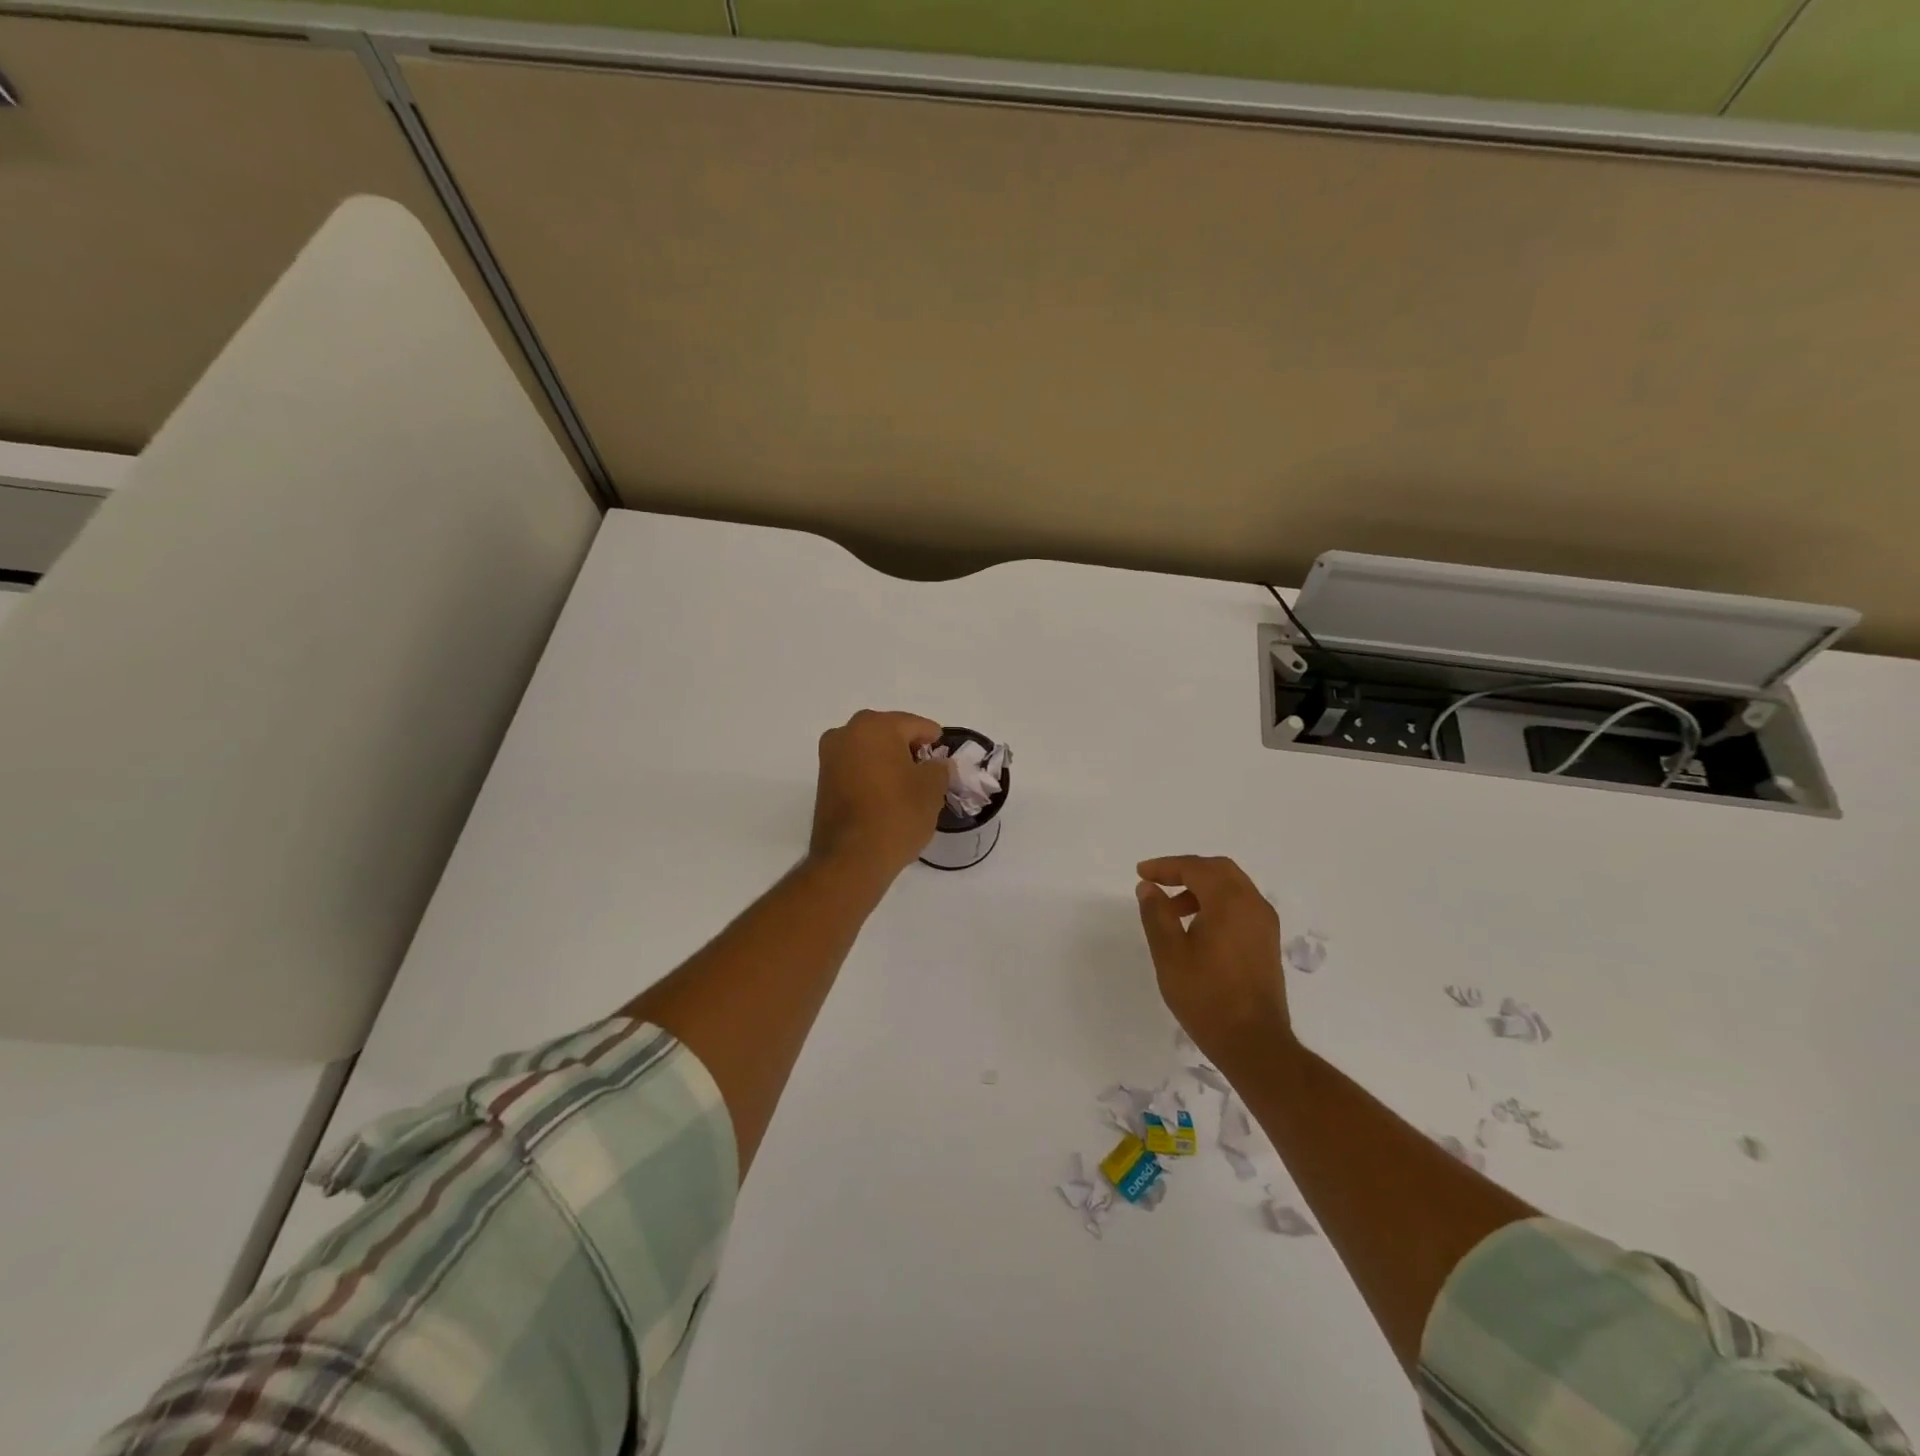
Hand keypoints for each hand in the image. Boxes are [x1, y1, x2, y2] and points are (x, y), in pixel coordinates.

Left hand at [809, 710, 950, 880]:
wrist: (851, 859)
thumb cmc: (896, 815)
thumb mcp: (932, 789)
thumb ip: (940, 768)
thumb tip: (937, 764)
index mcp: (875, 726)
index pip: (915, 725)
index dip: (934, 740)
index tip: (944, 758)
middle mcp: (846, 733)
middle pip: (889, 733)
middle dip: (909, 749)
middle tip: (928, 772)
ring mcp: (830, 757)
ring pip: (870, 750)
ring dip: (889, 762)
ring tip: (908, 787)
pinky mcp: (823, 781)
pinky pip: (856, 768)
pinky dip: (872, 775)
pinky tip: (887, 796)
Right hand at [1135, 855, 1291, 1062]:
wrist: (1254, 1043)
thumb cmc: (1206, 997)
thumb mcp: (1169, 954)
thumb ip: (1157, 914)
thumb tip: (1148, 887)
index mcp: (1230, 902)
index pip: (1195, 868)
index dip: (1166, 866)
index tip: (1141, 874)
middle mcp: (1253, 905)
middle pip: (1218, 870)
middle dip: (1185, 870)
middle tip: (1157, 882)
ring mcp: (1264, 924)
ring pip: (1232, 887)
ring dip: (1201, 887)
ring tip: (1172, 910)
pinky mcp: (1267, 942)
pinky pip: (1241, 905)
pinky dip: (1216, 902)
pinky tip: (1197, 926)